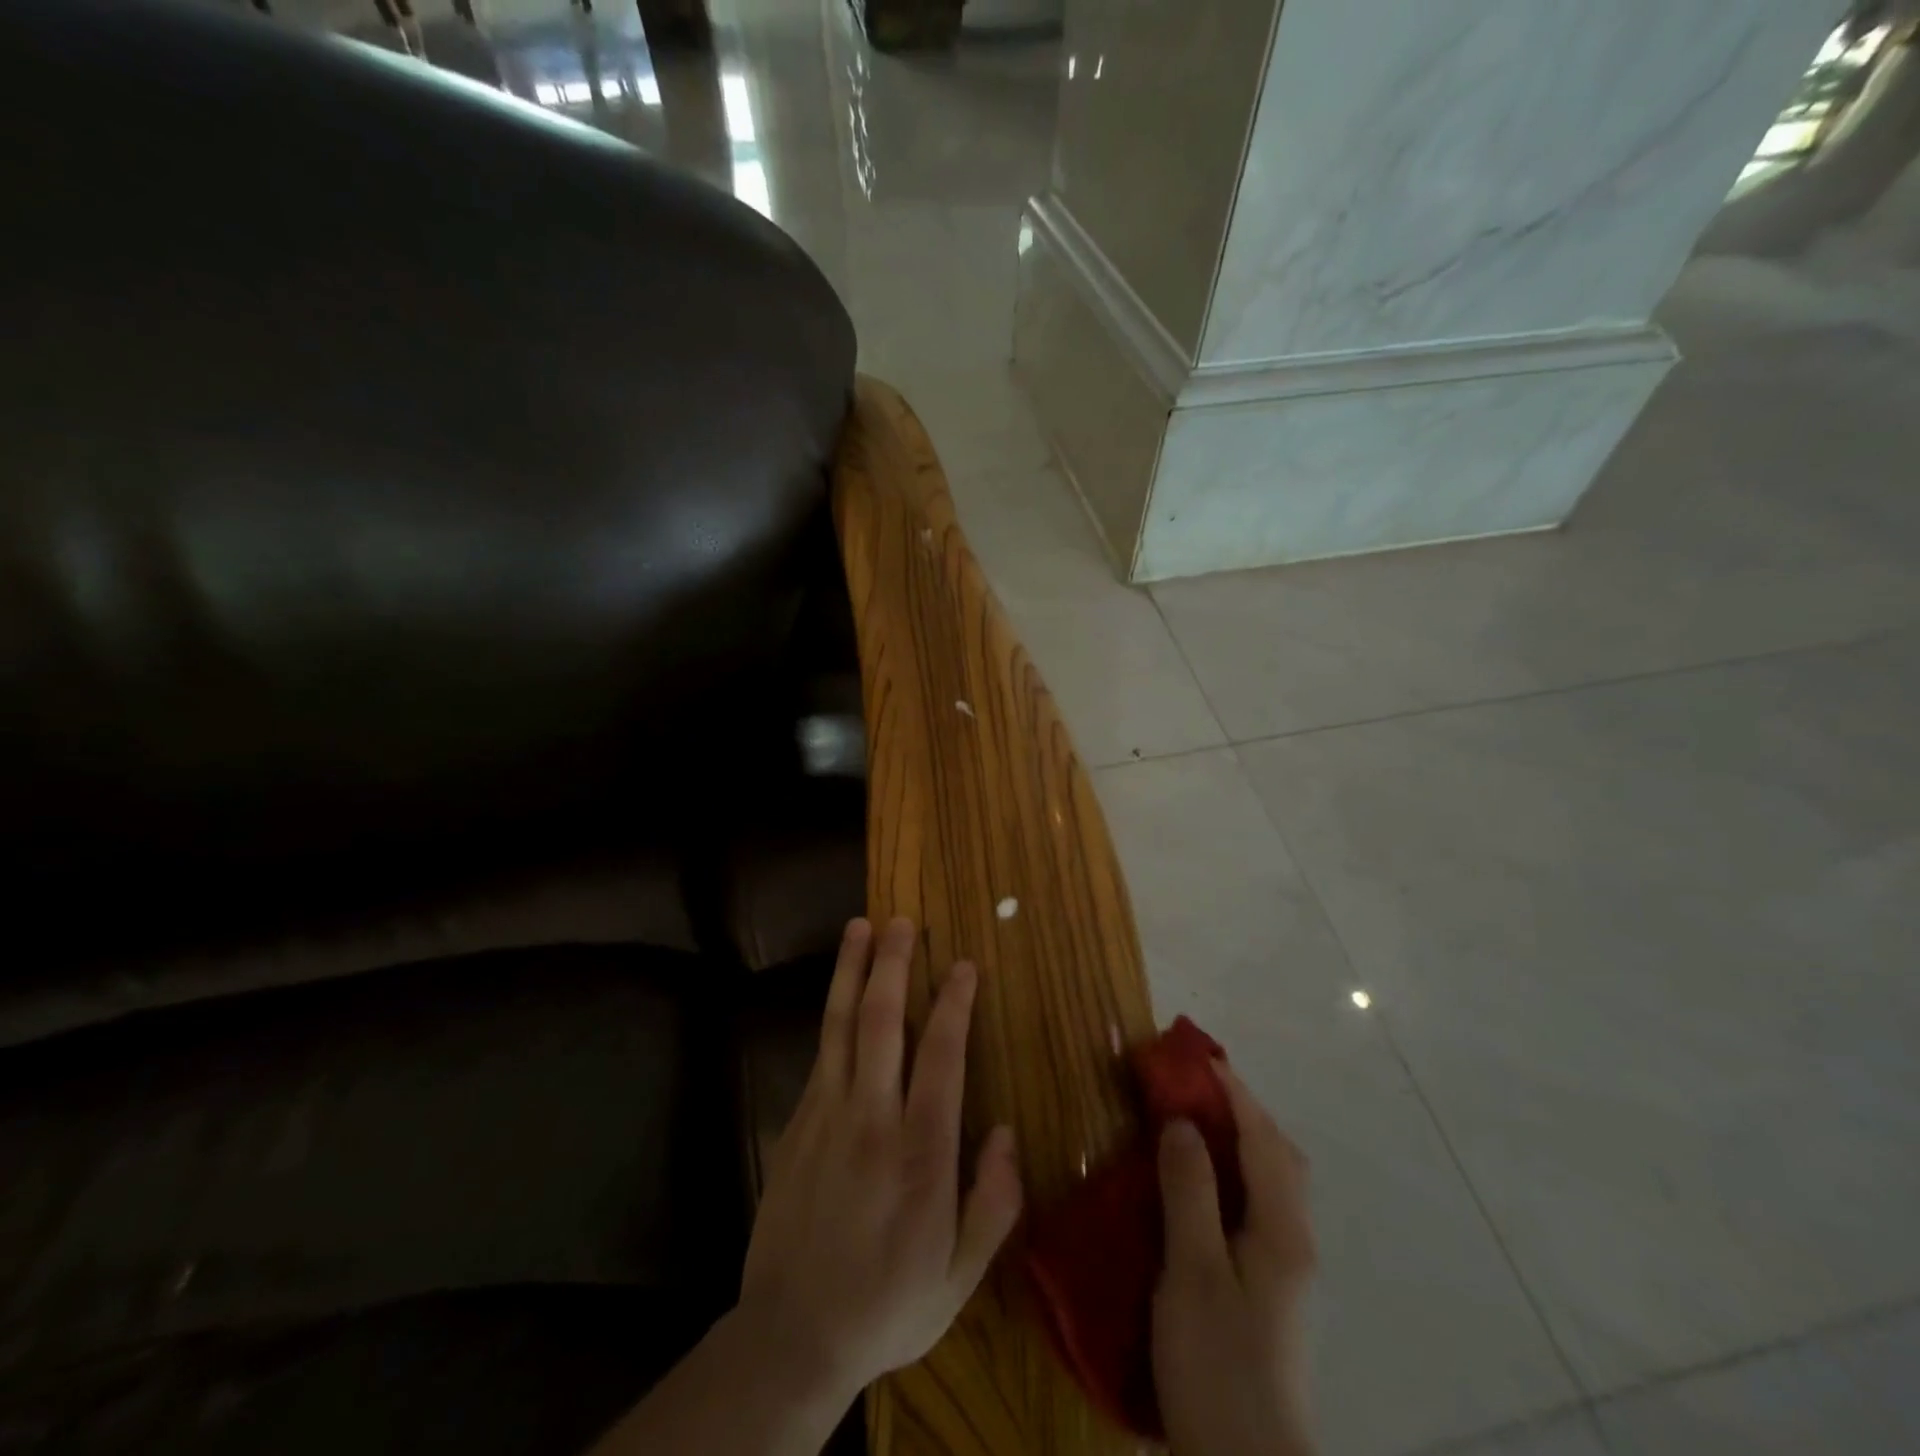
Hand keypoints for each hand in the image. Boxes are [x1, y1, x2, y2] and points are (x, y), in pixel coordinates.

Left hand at [738, 917, 1023, 1402]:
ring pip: (841, 1026)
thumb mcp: (960, 1277)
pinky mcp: (796, 1124)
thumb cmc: (888, 1303)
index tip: (962, 964)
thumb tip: (1006, 1132)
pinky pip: (821, 1055)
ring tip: (859, 927)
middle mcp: (871, 1119)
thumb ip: (992, 1204)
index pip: (942, 1057)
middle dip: (894, 965)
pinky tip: (842, 994)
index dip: (954, 1004)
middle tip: (902, 921)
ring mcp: (826, 1116)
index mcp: (920, 1153)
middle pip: (883, 1023)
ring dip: (852, 971)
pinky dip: (834, 1015)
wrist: (791, 1335)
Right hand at [1152, 1063, 1316, 1455]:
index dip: (1231, 1091)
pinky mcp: (1270, 1288)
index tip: (1196, 1054)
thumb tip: (1182, 1121)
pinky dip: (1235, 1172)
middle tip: (1194, 1084)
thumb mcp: (1193, 1272)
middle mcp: (1294, 1239)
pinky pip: (1257, 1204)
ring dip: (1239, 1138)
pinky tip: (1202, 1184)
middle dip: (1241, 1109)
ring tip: (1193, 1120)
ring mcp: (1286, 1267)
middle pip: (1278, 1154)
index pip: (1262, 1138)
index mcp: (1281, 1229)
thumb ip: (1190, 1192)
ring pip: (1270, 1180)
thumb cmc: (1218, 1363)